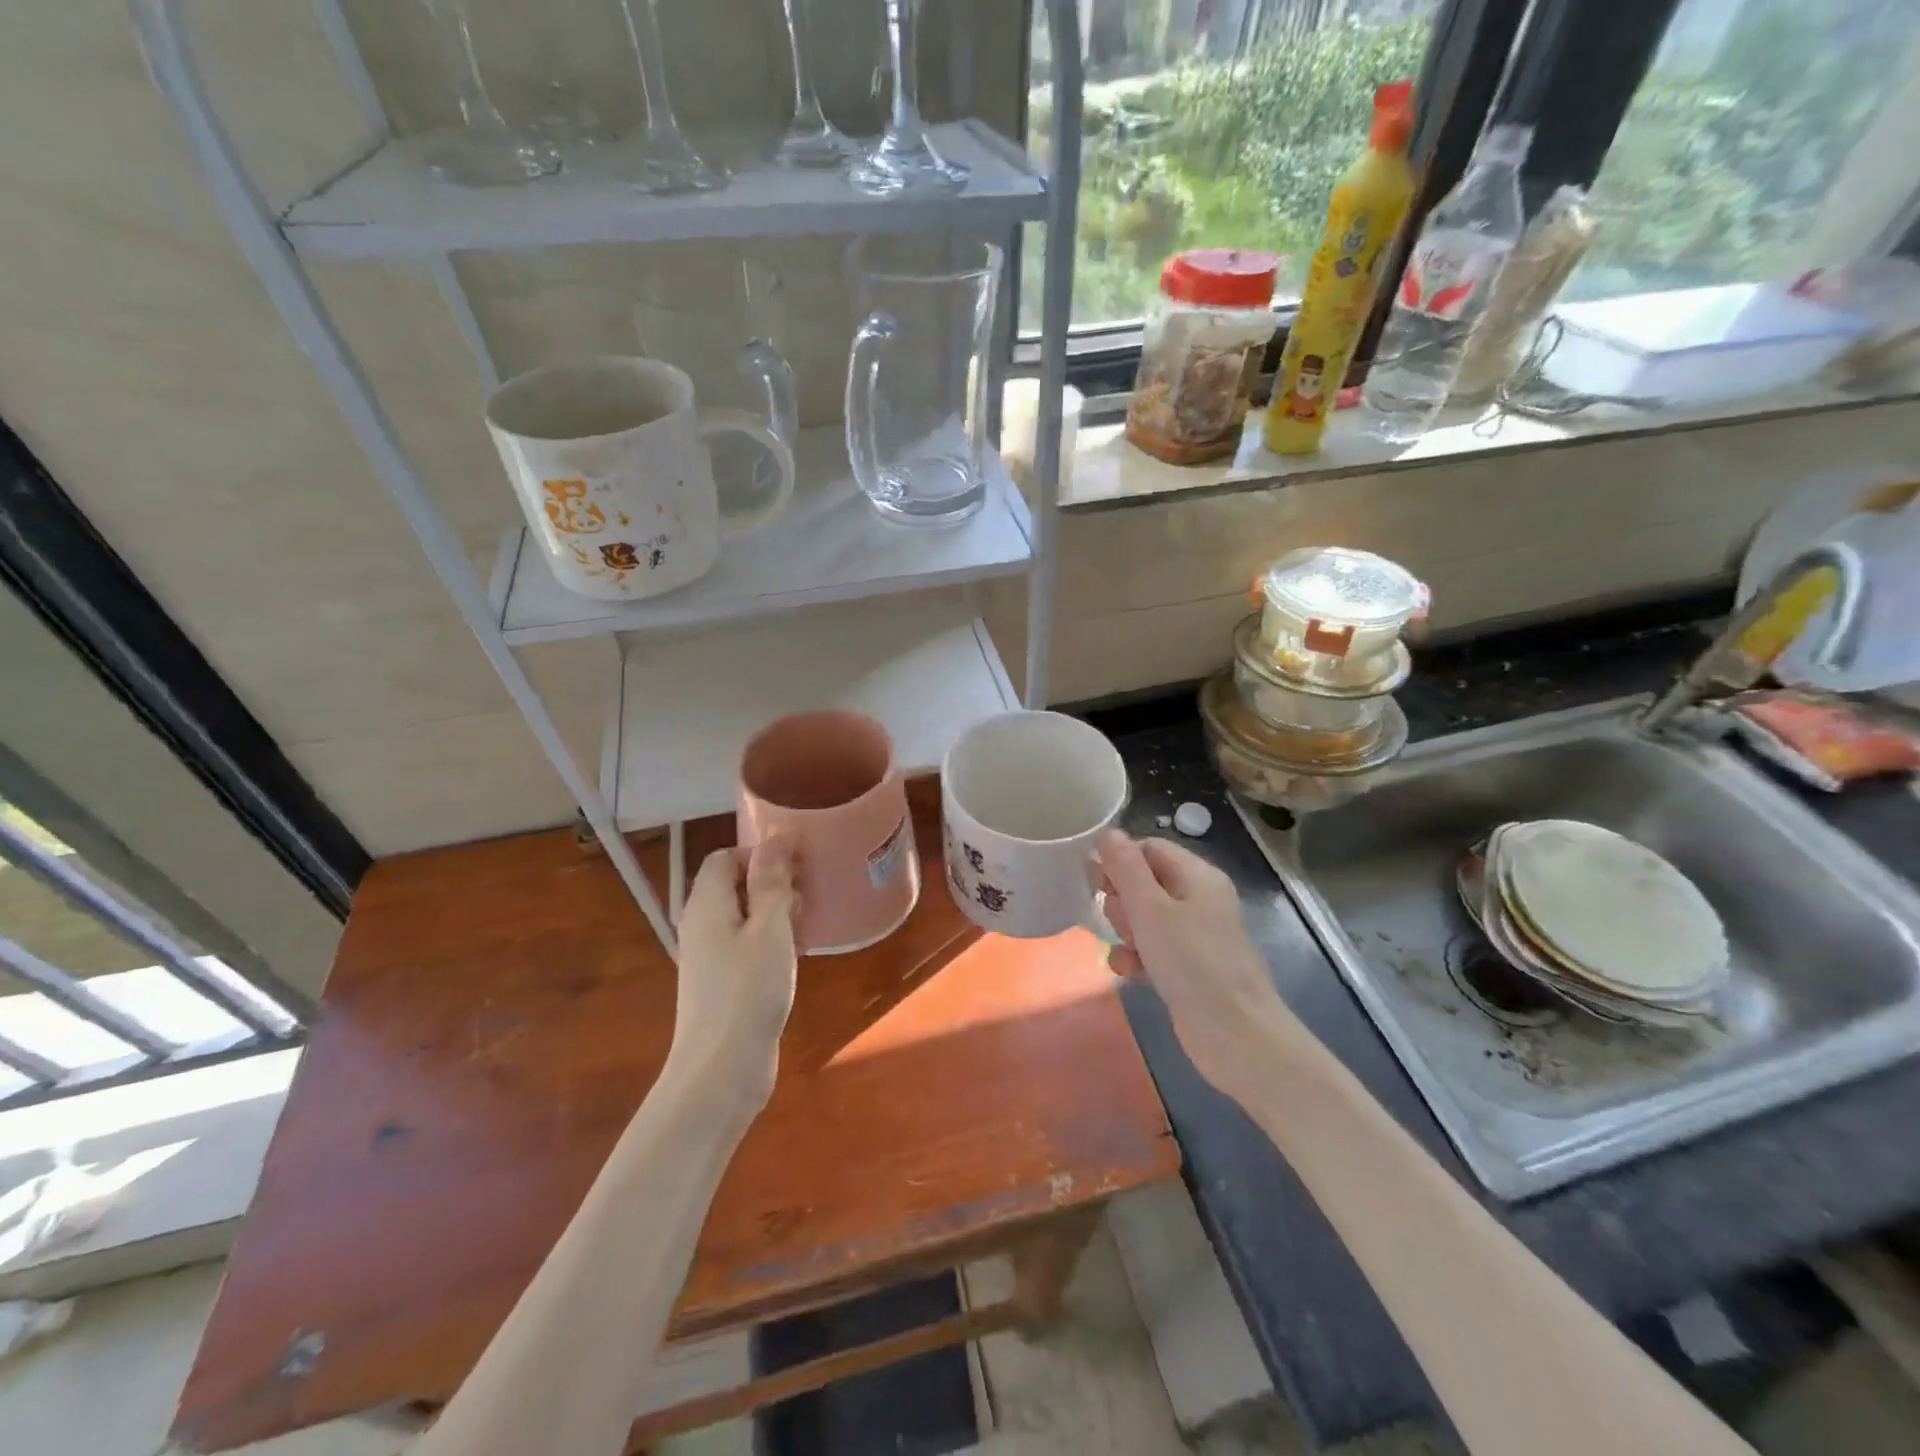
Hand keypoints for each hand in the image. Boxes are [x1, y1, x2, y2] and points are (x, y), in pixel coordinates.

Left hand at [668, 837, 798, 1113]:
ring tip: (810, 920)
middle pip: (734, 885)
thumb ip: (771, 881)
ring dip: (775, 912)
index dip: (760, 853)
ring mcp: (709, 957)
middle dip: (772, 881)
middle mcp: (701, 925)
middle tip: (809, 891)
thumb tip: (776, 834)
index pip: (725, 857)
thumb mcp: (769, 929)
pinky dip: (771, 940)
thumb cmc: (748, 991)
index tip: (798, 863)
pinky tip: (798, 953)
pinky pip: (746, 945)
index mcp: (707, 904)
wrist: (720, 1070)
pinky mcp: (722, 983)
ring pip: (743, 916)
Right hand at [1100, 830, 1297, 1097]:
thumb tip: (1108, 832)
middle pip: (1144, 882)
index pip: (1149, 848)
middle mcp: (1199, 899)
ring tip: (1127, 951)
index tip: (1095, 882)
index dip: (1119, 860)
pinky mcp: (1189, 967)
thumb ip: (1125, 868)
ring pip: (1144, 918)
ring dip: (1126, 932)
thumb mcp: (1150, 909)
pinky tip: (1129, 973)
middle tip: (1120, 922)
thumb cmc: (1191, 962)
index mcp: (1198, 876)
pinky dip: (1138, 957)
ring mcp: (1196, 935)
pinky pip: (1153, 949)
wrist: (1235, 1034)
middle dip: (1121, 901)